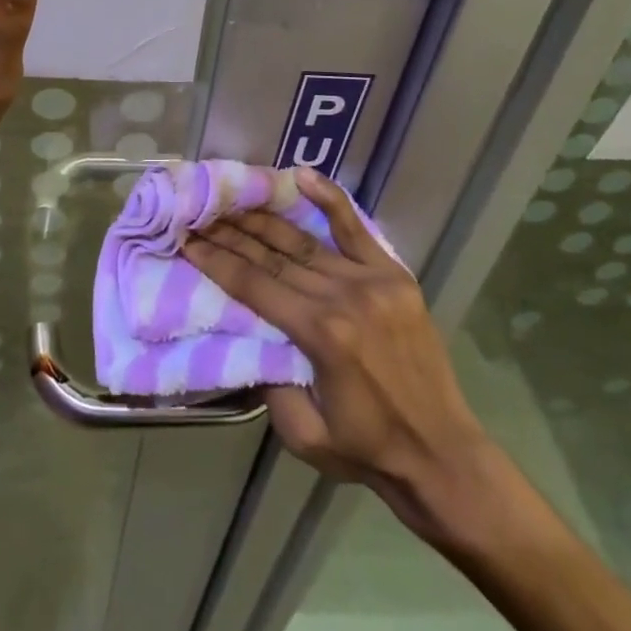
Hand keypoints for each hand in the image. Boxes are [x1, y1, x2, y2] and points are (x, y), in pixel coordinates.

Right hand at [181, 169, 491, 525]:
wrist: (444, 456)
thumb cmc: (368, 450)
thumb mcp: (304, 436)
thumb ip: (269, 384)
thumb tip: (247, 334)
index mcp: (321, 334)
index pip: (254, 285)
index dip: (216, 261)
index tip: (187, 240)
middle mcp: (343, 295)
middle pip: (272, 255)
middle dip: (229, 233)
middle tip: (198, 213)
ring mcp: (370, 279)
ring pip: (303, 239)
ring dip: (262, 218)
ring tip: (231, 198)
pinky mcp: (393, 274)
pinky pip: (355, 228)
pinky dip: (329, 198)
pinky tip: (301, 175)